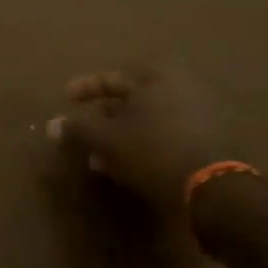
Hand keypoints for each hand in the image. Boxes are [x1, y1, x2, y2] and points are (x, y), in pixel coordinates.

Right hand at [46, 64, 237, 220]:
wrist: (216, 190)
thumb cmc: (154, 151)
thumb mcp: (107, 140)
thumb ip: (77, 130)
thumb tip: (51, 126)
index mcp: (157, 77)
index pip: (111, 77)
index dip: (85, 88)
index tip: (66, 98)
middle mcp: (181, 88)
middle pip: (132, 100)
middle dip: (103, 119)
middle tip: (83, 135)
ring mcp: (201, 115)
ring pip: (148, 122)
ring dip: (122, 137)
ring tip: (100, 160)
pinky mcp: (211, 142)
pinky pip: (166, 137)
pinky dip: (144, 147)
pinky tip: (127, 169)